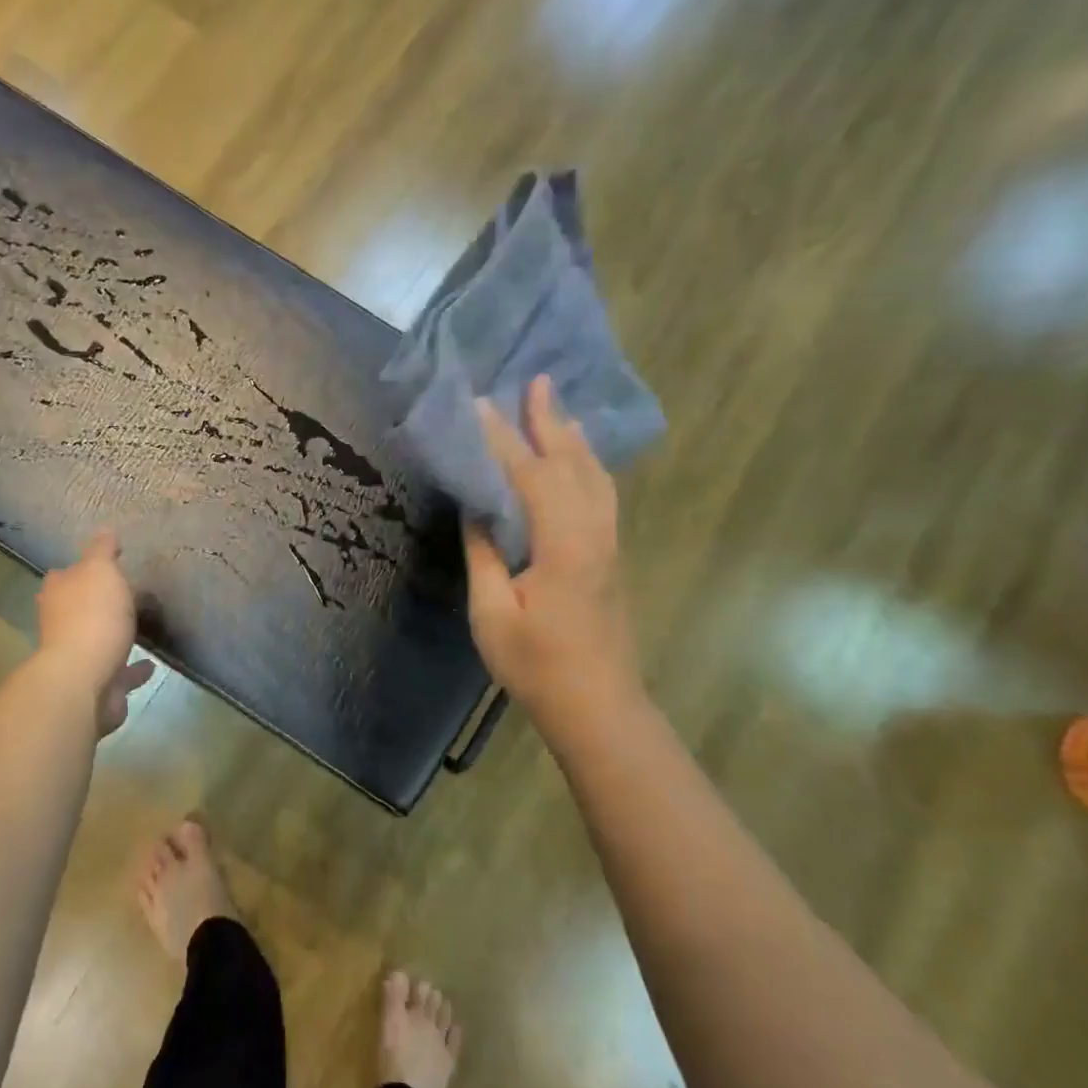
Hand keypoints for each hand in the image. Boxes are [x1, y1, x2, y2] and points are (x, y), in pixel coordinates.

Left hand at [37, 530, 155, 734]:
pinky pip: (119, 672)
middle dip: (98, 603)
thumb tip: (106, 529)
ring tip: (140, 628)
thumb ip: (103, 550)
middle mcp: (61, 623)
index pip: (67, 574)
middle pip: (79, 607)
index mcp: (59, 593)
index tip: (109, 564)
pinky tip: (150, 664)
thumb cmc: (92, 616)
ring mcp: (77, 656)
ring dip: (114, 635)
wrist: (85, 679)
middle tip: (127, 596)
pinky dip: (133, 668)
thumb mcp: (100, 571)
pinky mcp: (96, 684)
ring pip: (98, 640)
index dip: (85, 568)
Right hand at [463, 375, 643, 713]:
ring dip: (574, 439)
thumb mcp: (492, 614)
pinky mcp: (611, 556)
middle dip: (550, 421)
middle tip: (536, 381)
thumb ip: (485, 555)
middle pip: (573, 464)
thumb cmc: (538, 666)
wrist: (598, 707)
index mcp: (563, 545)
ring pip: (596, 476)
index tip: (480, 405)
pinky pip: (601, 493)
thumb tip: (477, 510)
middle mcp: (594, 533)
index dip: (503, 439)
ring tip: (557, 409)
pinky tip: (578, 461)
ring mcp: (608, 544)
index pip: (530, 476)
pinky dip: (587, 465)